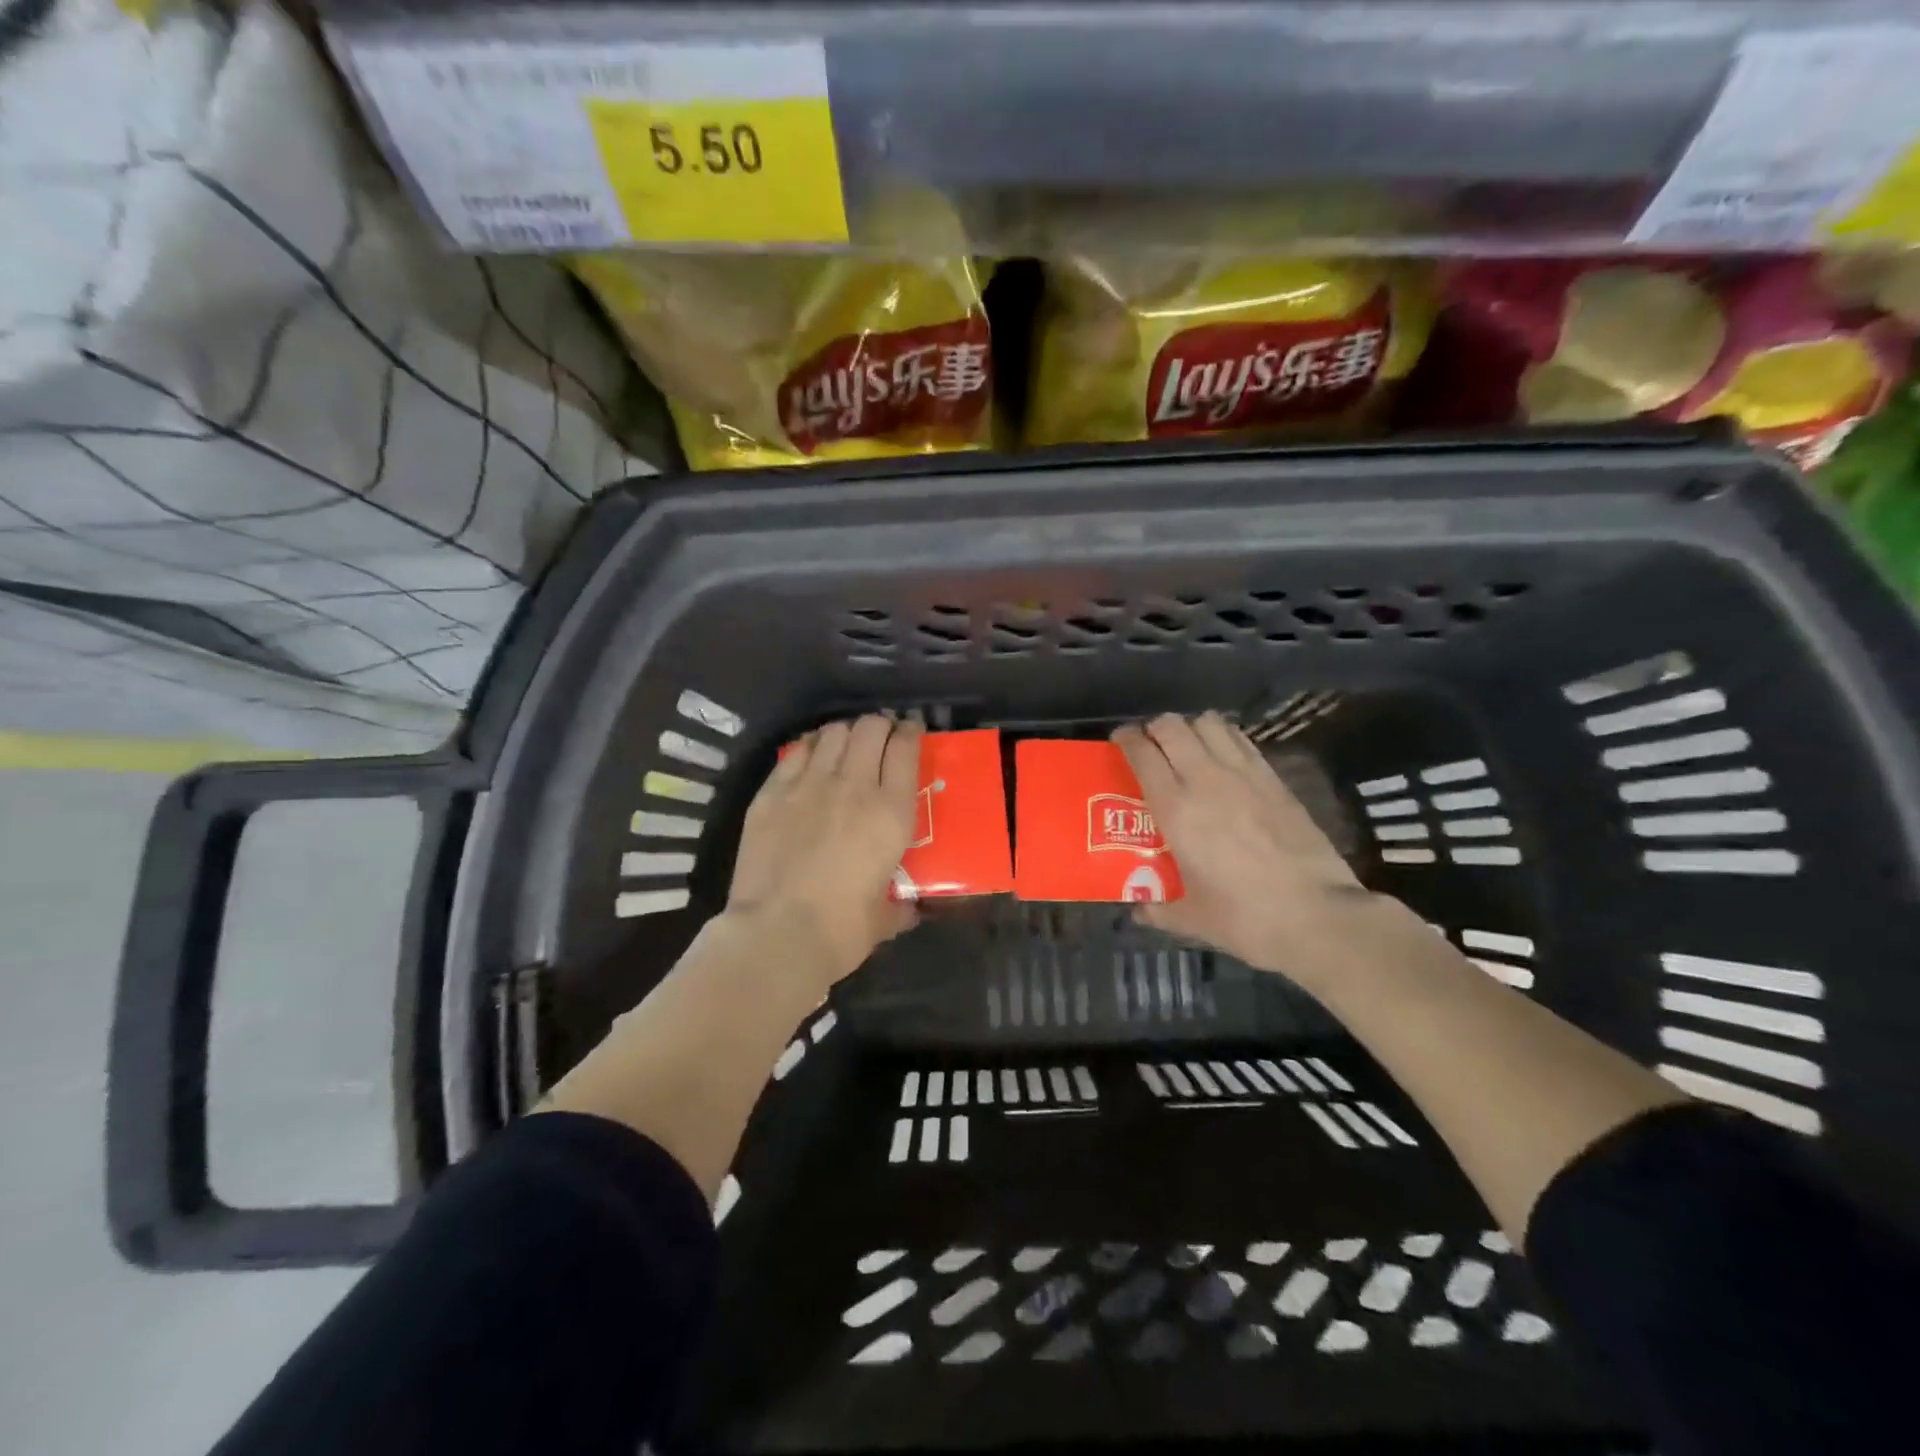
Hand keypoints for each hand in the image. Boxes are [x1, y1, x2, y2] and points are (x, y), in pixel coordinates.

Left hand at [727, 715, 923, 980]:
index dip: (910, 732)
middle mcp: (854, 785)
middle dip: (880, 725)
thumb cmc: (842, 930)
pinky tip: (810, 756)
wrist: (778, 935)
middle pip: (870, 728)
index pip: (906, 748)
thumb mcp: (885, 918)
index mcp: (891, 812)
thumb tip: (908, 908)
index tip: (911, 731)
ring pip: (833, 732)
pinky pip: (796, 751)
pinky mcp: (772, 792)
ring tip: (846, 745)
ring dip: (845, 733)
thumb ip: (899, 905)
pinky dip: (809, 747)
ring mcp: (809, 784)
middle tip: (880, 738)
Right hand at [1114, 712, 1377, 983]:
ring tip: (1188, 746)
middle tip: (1151, 745)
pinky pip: (1241, 739)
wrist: (1318, 916)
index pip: (1142, 754)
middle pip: (1172, 726)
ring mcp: (1244, 774)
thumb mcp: (1193, 919)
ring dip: (1191, 727)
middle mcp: (1205, 780)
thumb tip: (1139, 910)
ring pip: (1208, 723)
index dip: (1126, 739)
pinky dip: (1224, 737)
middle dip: (1155, 728)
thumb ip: (1159, 910)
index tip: (1120, 741)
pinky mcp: (1274, 778)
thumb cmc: (1246, 919)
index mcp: (1176, 810)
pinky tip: (1223, 757)